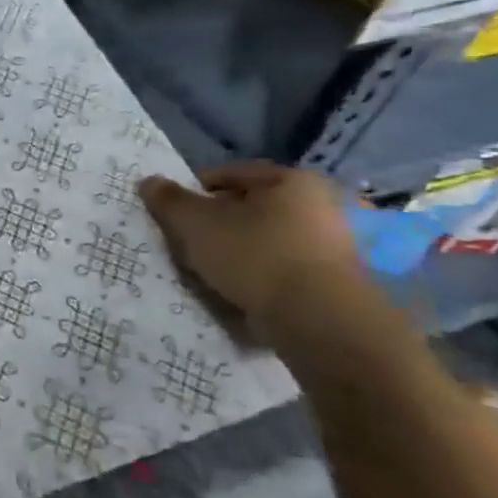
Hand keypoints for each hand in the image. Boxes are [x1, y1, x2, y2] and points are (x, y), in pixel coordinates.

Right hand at [138, 162, 368, 356]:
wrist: (321, 323)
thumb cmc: (255, 256)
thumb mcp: (195, 223)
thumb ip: (168, 199)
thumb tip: (149, 181)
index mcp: (294, 180)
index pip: (230, 174)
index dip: (195, 191)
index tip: (175, 213)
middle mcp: (328, 205)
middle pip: (255, 208)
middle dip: (222, 223)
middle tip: (194, 242)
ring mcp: (343, 245)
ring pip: (272, 240)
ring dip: (244, 251)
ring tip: (216, 271)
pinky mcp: (348, 283)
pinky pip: (291, 269)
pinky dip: (267, 276)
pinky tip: (245, 291)